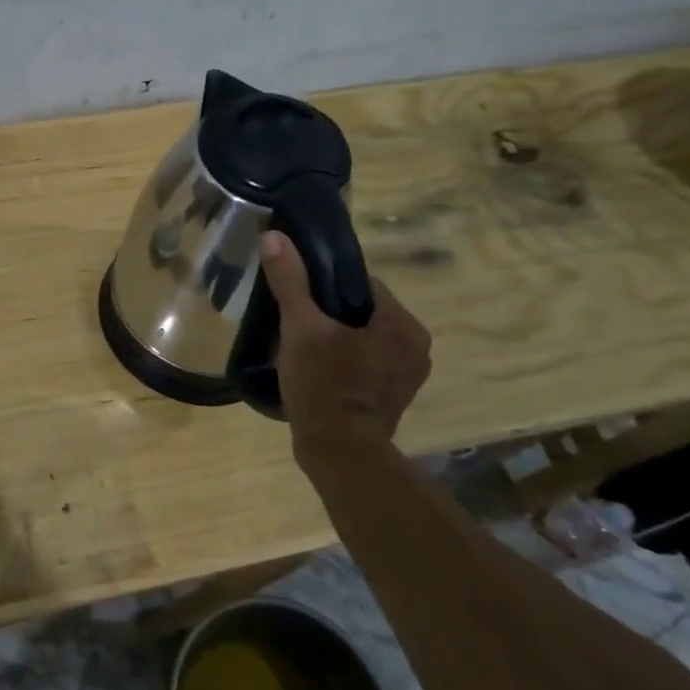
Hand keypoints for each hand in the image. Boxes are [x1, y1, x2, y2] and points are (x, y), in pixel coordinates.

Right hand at [259, 231, 431, 443]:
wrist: (339, 453)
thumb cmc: (324, 385)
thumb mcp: (300, 328)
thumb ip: (290, 281)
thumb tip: (274, 236)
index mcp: (401, 323)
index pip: (362, 283)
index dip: (326, 283)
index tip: (297, 293)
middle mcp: (415, 346)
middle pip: (363, 310)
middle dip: (330, 312)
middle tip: (294, 320)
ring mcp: (407, 375)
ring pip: (364, 337)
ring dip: (337, 337)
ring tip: (301, 345)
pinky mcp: (394, 398)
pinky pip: (366, 363)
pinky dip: (344, 360)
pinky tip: (316, 369)